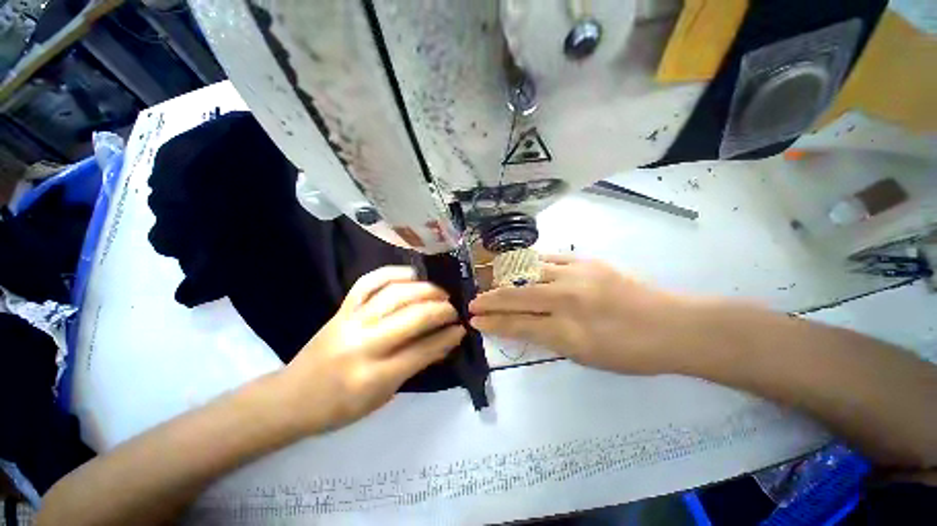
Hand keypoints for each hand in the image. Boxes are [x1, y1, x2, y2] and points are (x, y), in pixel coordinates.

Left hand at [280, 266, 463, 433]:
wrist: (291, 397)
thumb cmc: (340, 406)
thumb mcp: (383, 396)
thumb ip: (416, 365)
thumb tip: (447, 342)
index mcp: (373, 376)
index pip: (422, 349)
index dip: (447, 337)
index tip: (462, 329)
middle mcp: (363, 343)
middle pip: (413, 317)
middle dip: (441, 310)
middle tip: (454, 310)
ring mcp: (350, 320)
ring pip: (395, 294)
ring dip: (424, 290)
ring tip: (440, 292)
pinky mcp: (342, 308)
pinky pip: (369, 282)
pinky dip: (393, 273)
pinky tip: (411, 275)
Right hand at [469, 255, 698, 374]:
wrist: (670, 325)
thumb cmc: (629, 352)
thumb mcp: (584, 357)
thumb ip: (549, 338)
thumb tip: (523, 325)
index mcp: (567, 332)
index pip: (517, 324)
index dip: (493, 323)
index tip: (475, 320)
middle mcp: (566, 300)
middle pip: (517, 296)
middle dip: (491, 300)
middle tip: (474, 300)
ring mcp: (576, 276)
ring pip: (529, 273)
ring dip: (506, 279)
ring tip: (491, 281)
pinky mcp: (586, 261)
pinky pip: (549, 259)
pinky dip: (530, 264)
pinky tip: (520, 266)